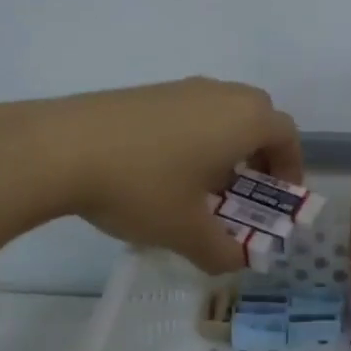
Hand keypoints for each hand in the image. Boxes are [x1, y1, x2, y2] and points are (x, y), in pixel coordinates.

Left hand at [0, 78, 303, 272]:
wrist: (60, 148)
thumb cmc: (142, 187)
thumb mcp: (186, 231)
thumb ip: (220, 251)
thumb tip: (232, 262)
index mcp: (243, 119)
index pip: (286, 135)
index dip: (291, 168)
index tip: (280, 198)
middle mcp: (217, 94)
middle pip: (255, 118)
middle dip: (258, 156)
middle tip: (245, 193)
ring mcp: (178, 88)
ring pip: (218, 114)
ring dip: (222, 148)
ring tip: (201, 188)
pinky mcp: (144, 93)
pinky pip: (186, 114)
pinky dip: (191, 139)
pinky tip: (161, 174)